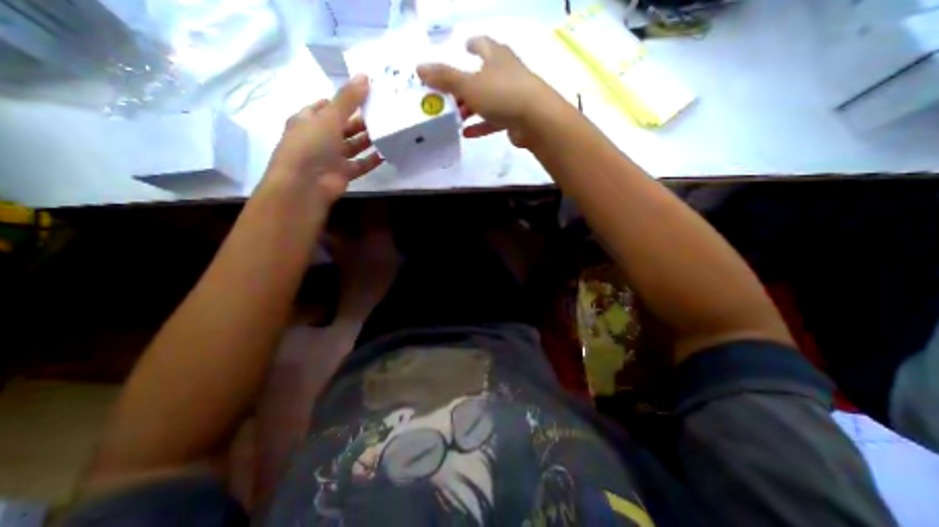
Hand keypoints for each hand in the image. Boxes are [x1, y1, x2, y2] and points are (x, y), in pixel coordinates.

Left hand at [263, 74, 379, 200]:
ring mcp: (332, 157)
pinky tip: (385, 153)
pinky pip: (360, 164)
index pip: (326, 106)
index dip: (342, 100)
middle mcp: (320, 138)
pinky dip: (371, 160)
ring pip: (353, 146)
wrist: (306, 184)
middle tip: (381, 113)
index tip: (364, 95)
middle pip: (343, 126)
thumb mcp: (329, 117)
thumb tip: (364, 76)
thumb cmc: (311, 145)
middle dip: (360, 120)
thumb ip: (348, 99)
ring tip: (386, 130)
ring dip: (367, 140)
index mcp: (308, 120)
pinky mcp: (343, 173)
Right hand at [420, 38, 562, 148]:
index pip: (482, 44)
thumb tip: (419, 68)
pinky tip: (466, 134)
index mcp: (496, 57)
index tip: (464, 47)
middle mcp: (505, 73)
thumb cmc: (502, 94)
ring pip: (486, 100)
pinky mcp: (513, 117)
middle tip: (448, 95)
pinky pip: (492, 120)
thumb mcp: (468, 84)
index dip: (472, 44)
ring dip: (470, 108)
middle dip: (464, 86)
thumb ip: (444, 78)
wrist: (536, 120)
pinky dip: (479, 126)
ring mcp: (511, 96)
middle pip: (481, 76)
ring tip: (454, 116)